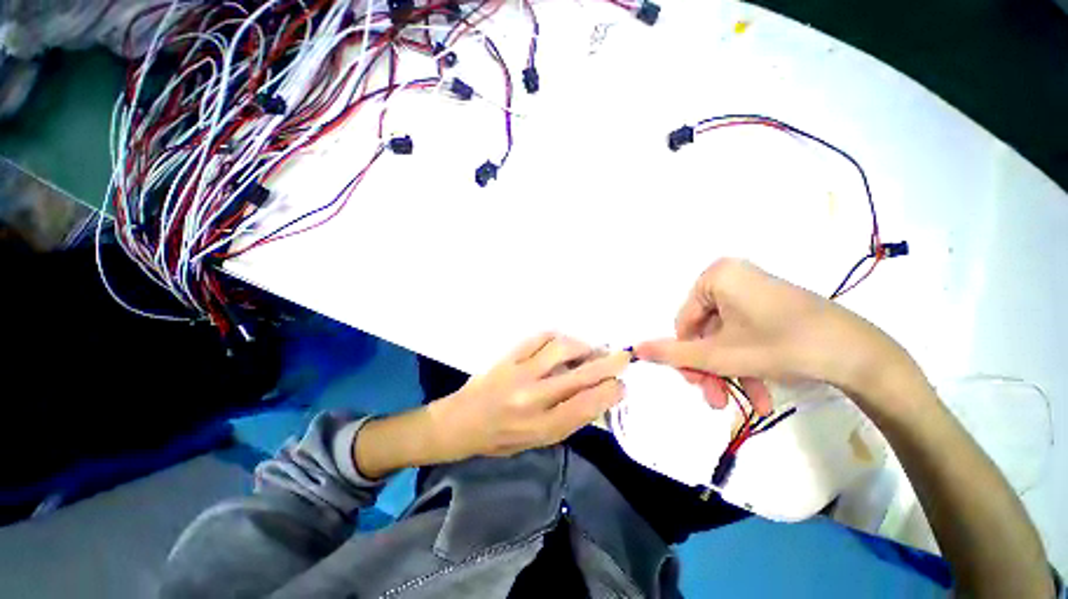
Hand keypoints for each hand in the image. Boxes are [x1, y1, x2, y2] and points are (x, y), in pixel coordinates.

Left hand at [429, 333, 628, 459]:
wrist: (460, 422)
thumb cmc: (500, 438)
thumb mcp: (537, 441)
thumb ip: (567, 420)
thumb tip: (597, 397)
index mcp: (541, 427)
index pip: (586, 406)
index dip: (609, 392)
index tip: (622, 385)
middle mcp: (533, 398)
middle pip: (580, 376)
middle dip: (608, 364)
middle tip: (624, 356)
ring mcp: (519, 372)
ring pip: (561, 349)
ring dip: (583, 346)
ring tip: (591, 349)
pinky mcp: (508, 356)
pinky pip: (539, 338)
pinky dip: (557, 337)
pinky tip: (563, 342)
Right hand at [635, 258, 923, 416]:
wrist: (859, 354)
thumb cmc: (780, 345)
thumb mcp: (718, 355)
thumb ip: (672, 353)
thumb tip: (634, 350)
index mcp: (714, 276)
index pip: (683, 322)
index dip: (687, 355)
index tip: (697, 384)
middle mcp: (731, 276)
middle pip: (705, 331)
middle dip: (710, 369)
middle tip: (715, 399)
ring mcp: (752, 290)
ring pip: (726, 337)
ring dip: (730, 372)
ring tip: (742, 403)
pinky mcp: (770, 304)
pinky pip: (745, 334)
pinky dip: (748, 362)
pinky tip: (759, 393)